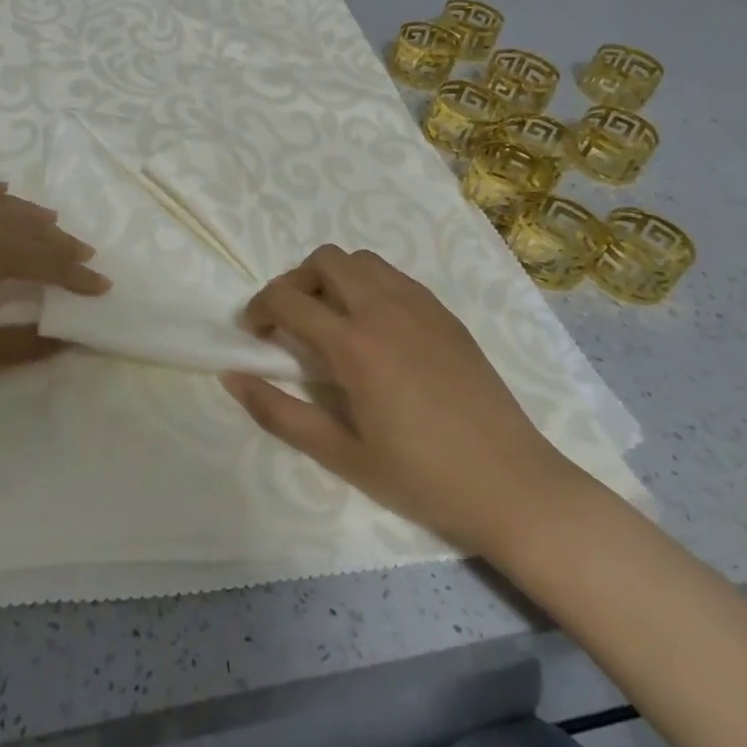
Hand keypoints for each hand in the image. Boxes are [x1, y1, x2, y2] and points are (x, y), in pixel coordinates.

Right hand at [222, 245, 585, 559]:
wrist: (514, 486)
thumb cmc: (422, 478)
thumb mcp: (341, 455)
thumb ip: (279, 413)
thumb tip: (231, 378)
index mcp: (355, 345)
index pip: (287, 300)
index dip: (258, 309)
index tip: (253, 334)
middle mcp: (385, 310)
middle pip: (324, 260)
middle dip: (294, 282)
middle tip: (288, 322)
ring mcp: (421, 307)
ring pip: (362, 260)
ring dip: (333, 278)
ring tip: (330, 320)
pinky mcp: (446, 315)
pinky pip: (395, 277)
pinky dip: (368, 285)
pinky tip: (374, 329)